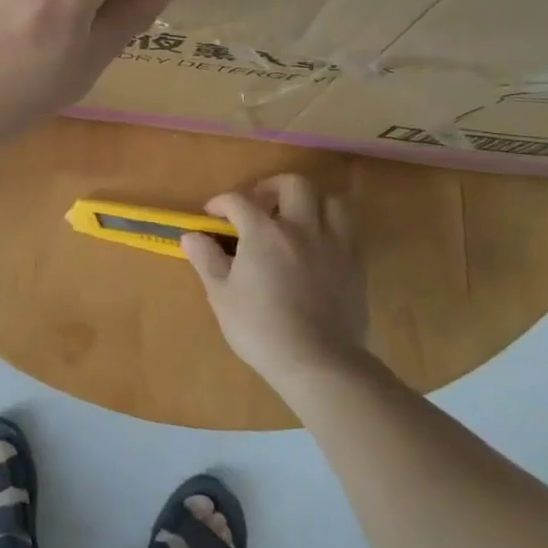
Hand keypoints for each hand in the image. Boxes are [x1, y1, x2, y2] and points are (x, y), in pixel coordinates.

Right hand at [182, 175, 368, 387]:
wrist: (319, 362)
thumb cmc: (261, 329)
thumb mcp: (221, 296)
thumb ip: (207, 260)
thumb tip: (191, 236)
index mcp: (264, 232)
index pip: (239, 201)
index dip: (222, 203)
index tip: (212, 214)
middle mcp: (301, 228)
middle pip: (293, 185)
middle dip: (272, 188)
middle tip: (259, 205)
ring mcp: (334, 244)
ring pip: (330, 201)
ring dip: (310, 202)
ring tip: (296, 219)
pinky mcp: (355, 265)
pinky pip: (348, 230)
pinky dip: (331, 227)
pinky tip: (318, 245)